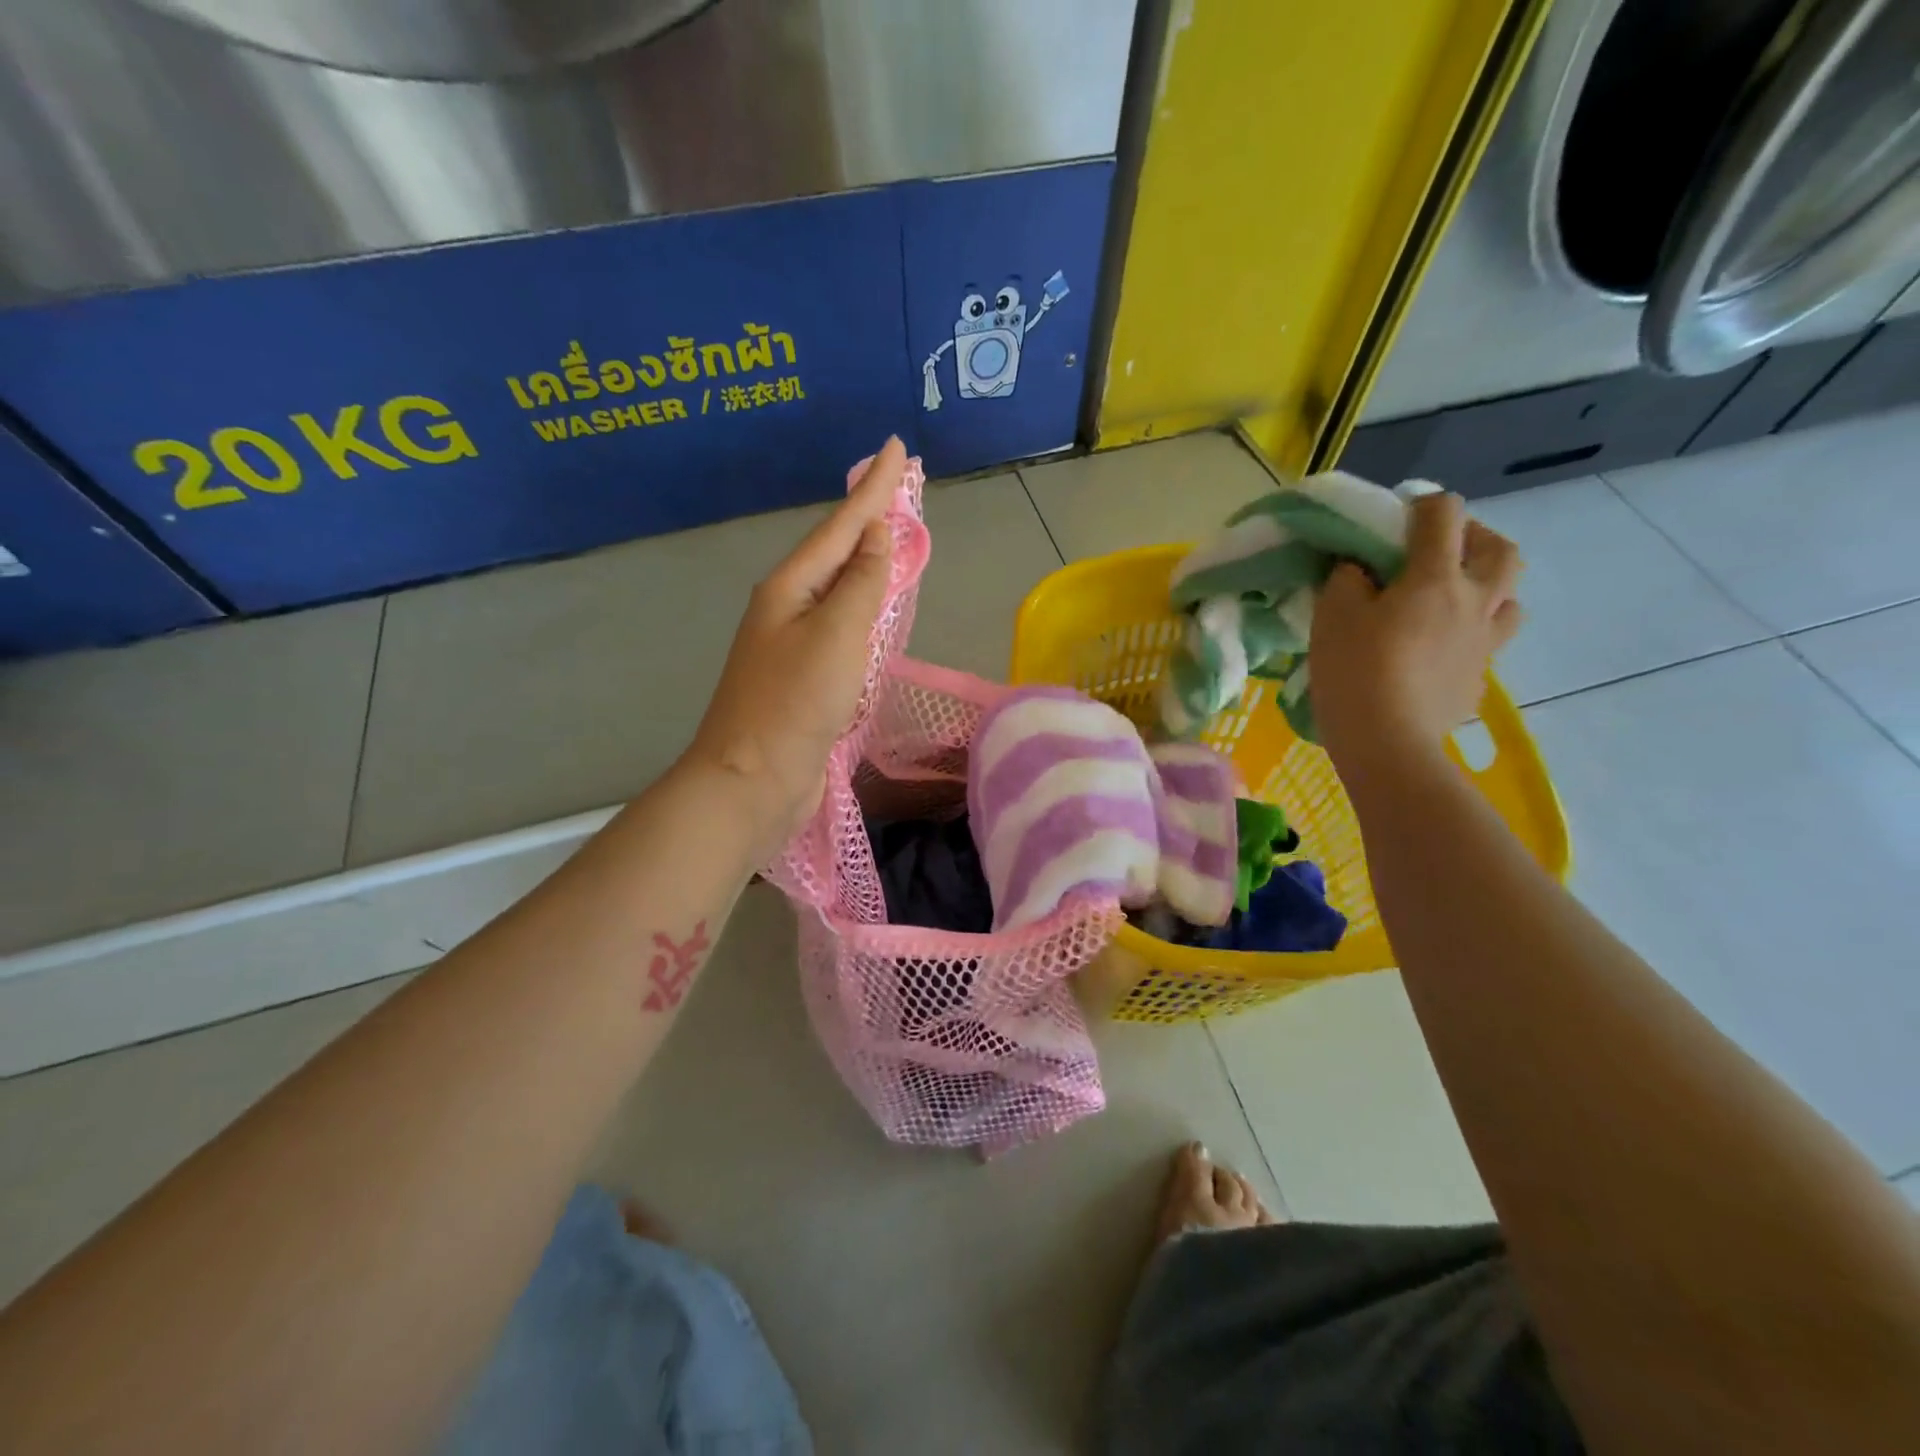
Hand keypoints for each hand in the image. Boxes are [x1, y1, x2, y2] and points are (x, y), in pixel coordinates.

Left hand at [685, 438, 901, 847]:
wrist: (752, 781)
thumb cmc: (794, 704)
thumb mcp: (835, 635)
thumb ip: (862, 584)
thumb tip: (877, 537)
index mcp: (790, 588)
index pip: (841, 526)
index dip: (874, 488)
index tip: (898, 447)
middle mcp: (788, 608)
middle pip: (836, 552)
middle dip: (869, 517)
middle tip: (900, 485)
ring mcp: (793, 644)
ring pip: (839, 589)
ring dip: (866, 559)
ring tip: (892, 535)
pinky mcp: (805, 678)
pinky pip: (842, 627)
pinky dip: (863, 607)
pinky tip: (874, 605)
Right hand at [1310, 491, 1522, 771]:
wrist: (1386, 742)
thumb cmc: (1355, 670)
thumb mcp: (1332, 614)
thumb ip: (1347, 579)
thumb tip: (1359, 567)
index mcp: (1436, 578)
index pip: (1444, 513)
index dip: (1421, 504)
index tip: (1394, 519)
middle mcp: (1474, 602)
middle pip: (1499, 549)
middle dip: (1473, 537)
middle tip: (1438, 549)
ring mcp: (1484, 643)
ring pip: (1509, 598)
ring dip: (1486, 587)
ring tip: (1450, 600)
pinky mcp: (1479, 679)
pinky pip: (1487, 642)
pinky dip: (1468, 634)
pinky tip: (1437, 651)